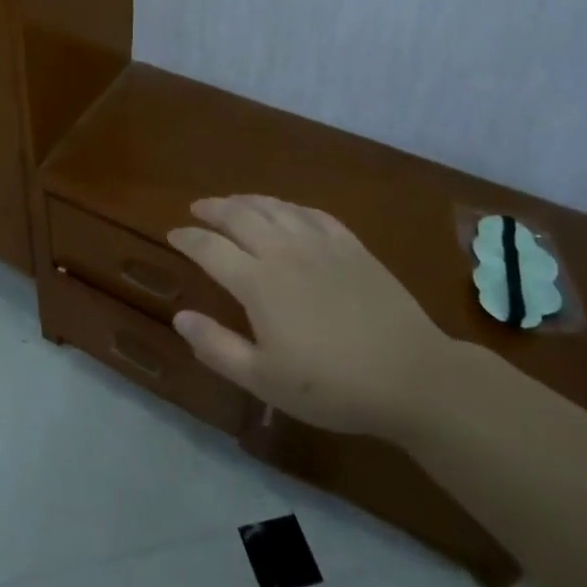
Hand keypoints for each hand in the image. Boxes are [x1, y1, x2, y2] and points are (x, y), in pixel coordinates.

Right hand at [167, 195, 455, 439]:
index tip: (173, 234)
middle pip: (239, 216)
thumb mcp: (265, 380)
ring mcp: (321, 244)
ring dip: (247, 200)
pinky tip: (286, 211)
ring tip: (233, 202)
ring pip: (274, 208)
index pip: (209, 248)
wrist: (413, 377)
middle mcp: (284, 252)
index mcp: (258, 283)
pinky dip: (289, 207)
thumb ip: (217, 347)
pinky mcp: (352, 246)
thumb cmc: (333, 385)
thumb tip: (180, 317)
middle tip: (197, 208)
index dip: (187, 238)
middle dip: (213, 209)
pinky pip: (312, 213)